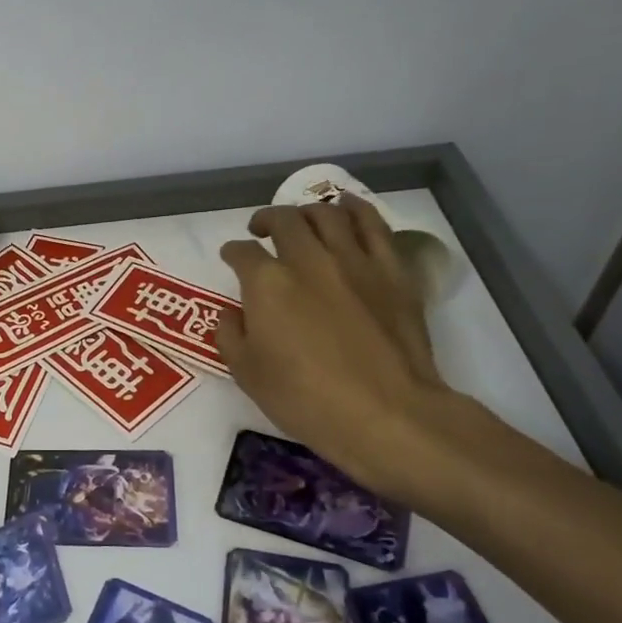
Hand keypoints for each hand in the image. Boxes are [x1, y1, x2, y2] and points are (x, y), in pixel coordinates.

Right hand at [215, 198, 458, 506]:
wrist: (386, 413)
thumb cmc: (306, 399)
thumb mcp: (248, 375)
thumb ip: (230, 336)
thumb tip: (231, 313)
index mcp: (267, 283)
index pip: (242, 253)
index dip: (233, 252)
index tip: (231, 257)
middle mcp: (308, 259)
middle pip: (284, 221)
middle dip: (267, 220)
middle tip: (262, 230)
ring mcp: (354, 261)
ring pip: (327, 215)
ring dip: (308, 211)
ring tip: (302, 218)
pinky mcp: (392, 271)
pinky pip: (374, 225)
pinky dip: (356, 210)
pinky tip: (347, 209)